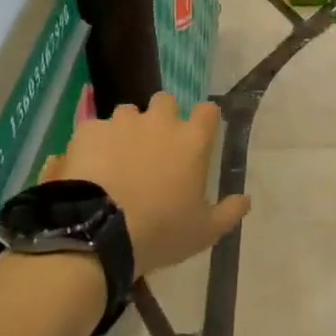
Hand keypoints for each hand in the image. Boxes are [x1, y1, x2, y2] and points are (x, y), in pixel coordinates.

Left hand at [49, 92, 249, 277]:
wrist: (97, 233)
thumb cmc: (160, 231)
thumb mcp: (203, 232)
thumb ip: (229, 212)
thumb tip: (246, 200)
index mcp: (192, 141)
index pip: (208, 111)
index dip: (204, 120)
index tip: (198, 136)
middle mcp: (159, 122)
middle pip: (165, 101)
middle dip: (162, 117)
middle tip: (155, 147)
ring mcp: (122, 123)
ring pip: (128, 113)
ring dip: (127, 129)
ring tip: (118, 158)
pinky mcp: (89, 131)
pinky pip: (95, 129)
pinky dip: (95, 144)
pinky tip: (89, 167)